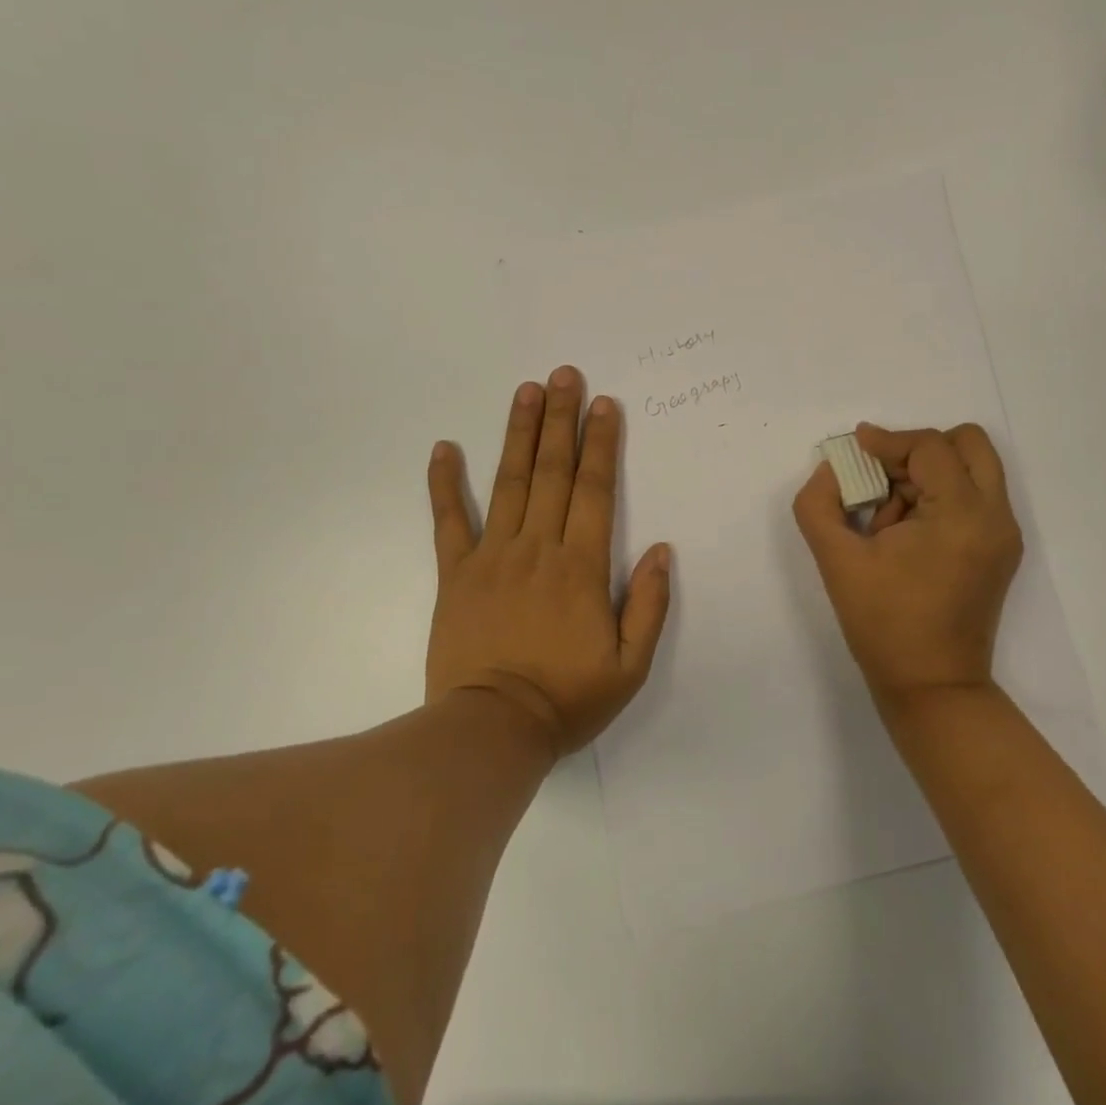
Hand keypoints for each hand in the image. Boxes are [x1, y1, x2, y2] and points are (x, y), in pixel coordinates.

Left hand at [426, 367, 671, 756]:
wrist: (491, 730)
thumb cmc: (568, 698)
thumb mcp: (630, 665)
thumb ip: (650, 605)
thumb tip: (661, 550)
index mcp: (582, 567)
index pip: (596, 490)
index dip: (601, 443)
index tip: (603, 404)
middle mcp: (538, 548)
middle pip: (553, 472)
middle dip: (561, 420)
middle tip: (563, 374)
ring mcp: (492, 557)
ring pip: (508, 483)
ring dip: (518, 433)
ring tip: (525, 391)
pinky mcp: (455, 574)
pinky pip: (449, 521)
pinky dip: (445, 484)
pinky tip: (444, 448)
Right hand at [792, 423, 1022, 707]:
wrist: (932, 687)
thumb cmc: (884, 624)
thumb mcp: (836, 560)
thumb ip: (819, 505)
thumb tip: (832, 471)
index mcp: (962, 513)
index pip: (929, 447)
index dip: (887, 441)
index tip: (854, 449)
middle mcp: (995, 515)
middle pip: (968, 444)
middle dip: (919, 449)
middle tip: (882, 476)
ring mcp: (1003, 535)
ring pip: (972, 469)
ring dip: (928, 475)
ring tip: (888, 518)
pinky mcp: (1000, 552)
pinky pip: (973, 499)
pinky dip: (940, 498)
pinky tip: (905, 534)